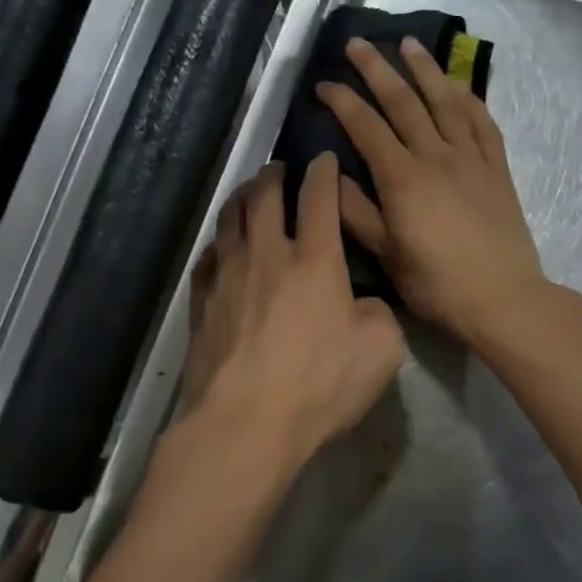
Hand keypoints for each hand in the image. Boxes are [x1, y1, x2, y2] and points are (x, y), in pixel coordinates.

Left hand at [180, 154, 406, 472]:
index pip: (318, 198)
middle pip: (264, 196)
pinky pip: (207, 257)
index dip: (323, 172)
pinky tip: (221, 246)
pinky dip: (218, 242)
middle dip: (275, 174)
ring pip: (230, 219)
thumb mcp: (381, 351)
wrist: (245, 423)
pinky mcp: (201, 303)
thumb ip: (379, 313)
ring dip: (241, 197)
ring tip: (249, 193)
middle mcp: (267, 255)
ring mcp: (227, 277)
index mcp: (315, 261)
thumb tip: (363, 302)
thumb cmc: (319, 386)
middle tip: (281, 167)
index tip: (324, 158)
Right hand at [317, 37, 549, 347]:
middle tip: (359, 43)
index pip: (366, 127)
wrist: (502, 297)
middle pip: (404, 102)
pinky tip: (458, 85)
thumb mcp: (386, 255)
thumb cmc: (437, 283)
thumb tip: (330, 175)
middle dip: (378, 69)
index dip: (343, 101)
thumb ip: (357, 212)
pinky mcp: (497, 169)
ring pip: (445, 102)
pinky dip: (469, 99)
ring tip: (409, 44)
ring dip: (425, 70)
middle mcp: (436, 156)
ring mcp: (471, 159)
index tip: (324, 82)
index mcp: (402, 178)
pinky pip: (483, 123)